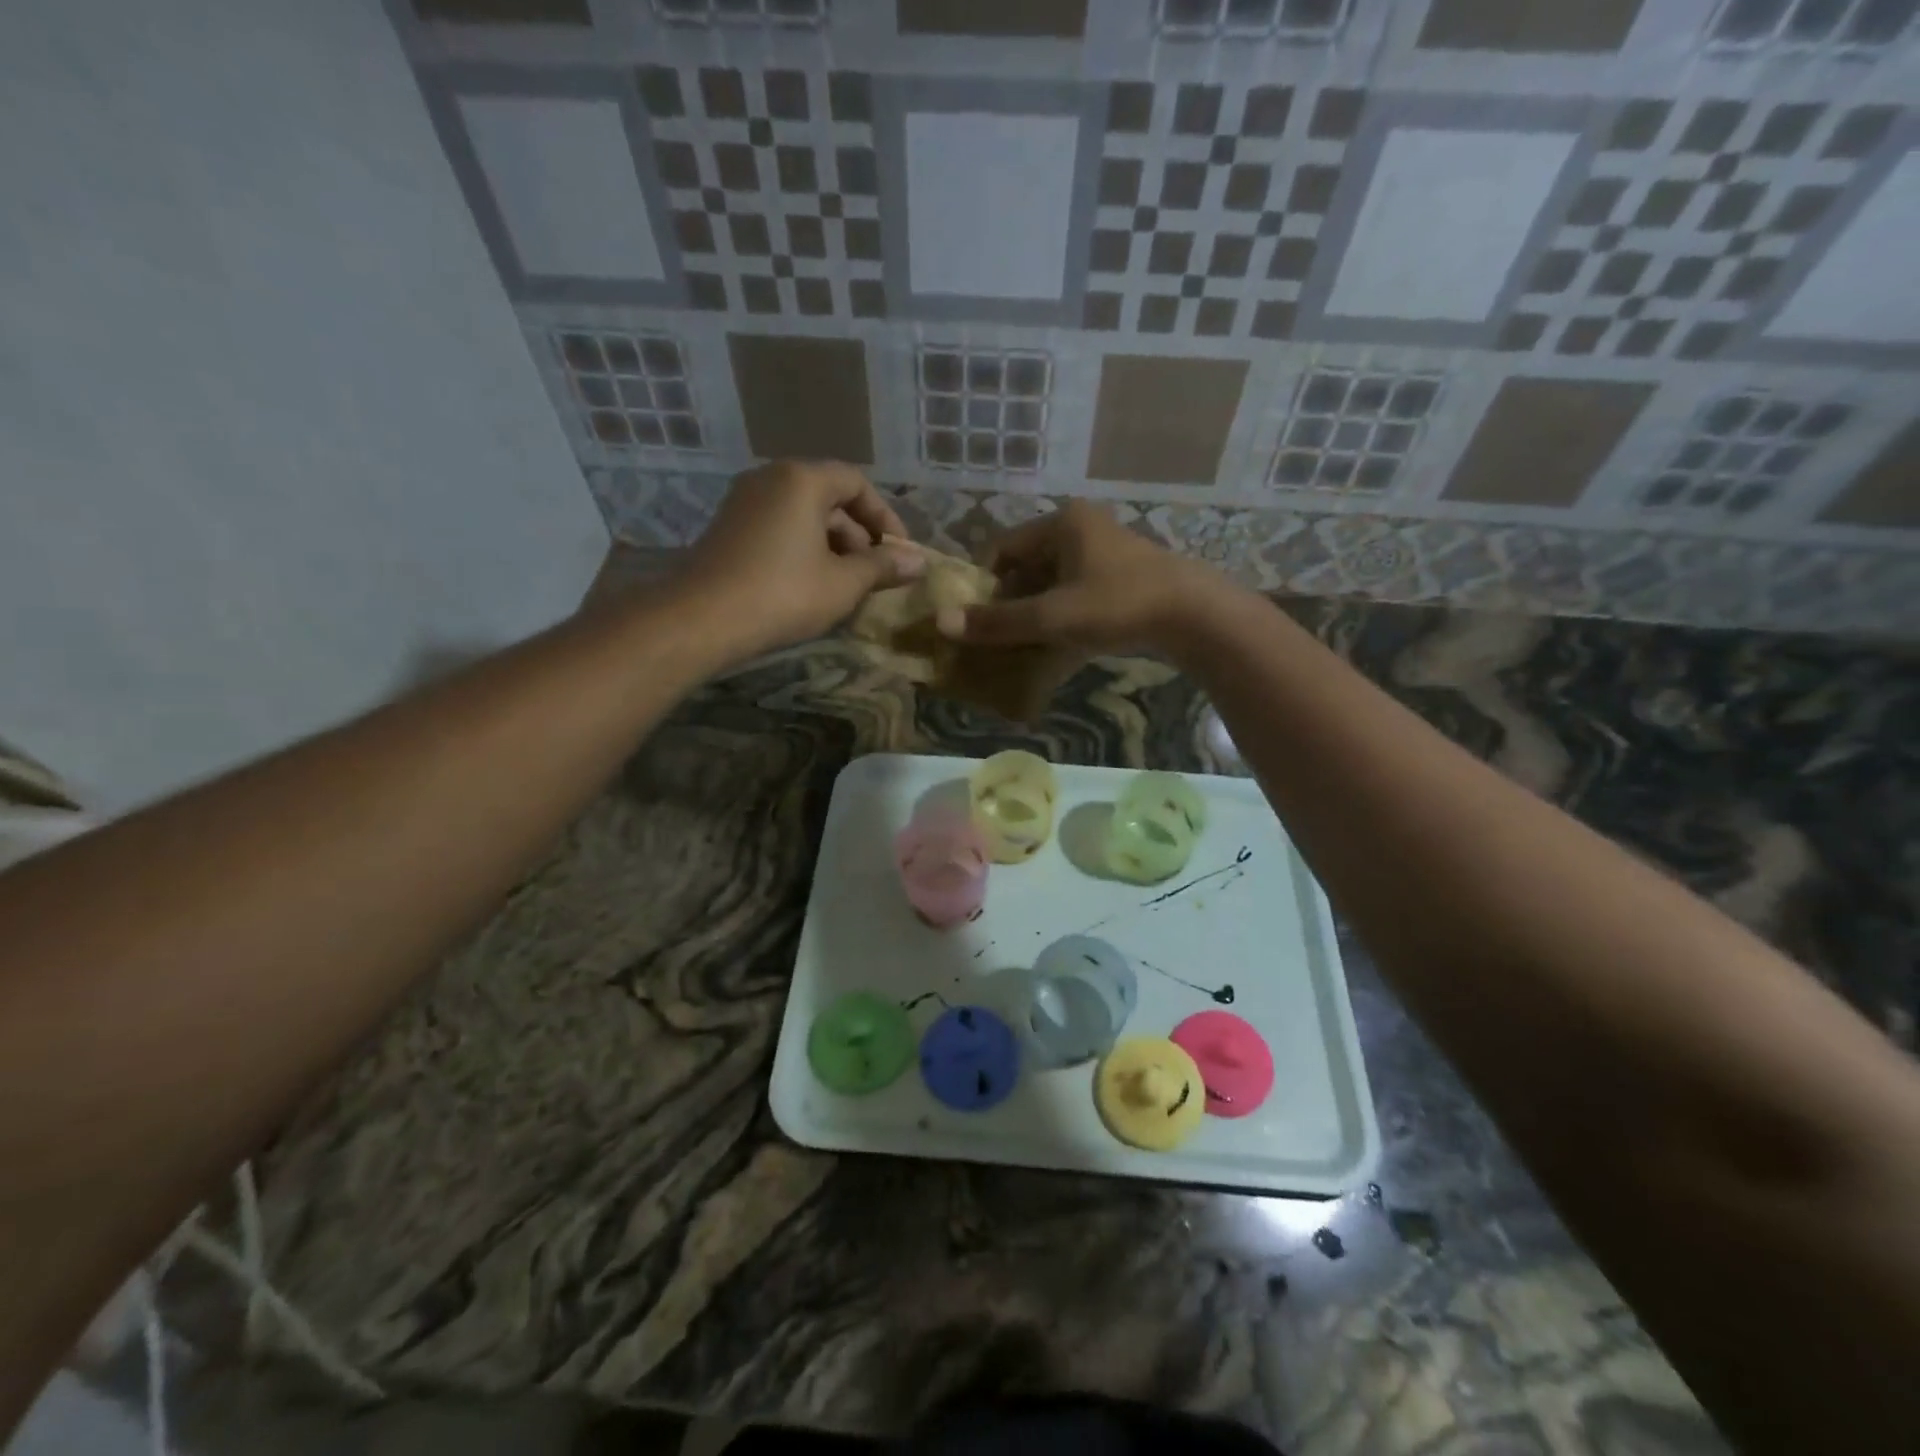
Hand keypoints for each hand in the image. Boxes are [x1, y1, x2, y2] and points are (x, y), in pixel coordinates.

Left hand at [677, 461, 923, 660]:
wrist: (701, 620)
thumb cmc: (784, 594)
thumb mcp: (844, 583)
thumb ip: (883, 567)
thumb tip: (920, 562)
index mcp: (802, 480)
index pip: (856, 483)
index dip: (884, 518)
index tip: (899, 553)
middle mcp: (771, 478)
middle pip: (829, 498)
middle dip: (858, 537)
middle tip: (873, 575)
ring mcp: (744, 502)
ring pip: (803, 516)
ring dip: (832, 547)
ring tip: (845, 587)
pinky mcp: (728, 528)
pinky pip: (779, 529)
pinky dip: (803, 550)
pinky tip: (810, 588)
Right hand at [949, 502, 1236, 655]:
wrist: (1194, 616)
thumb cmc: (1117, 605)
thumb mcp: (1052, 617)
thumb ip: (998, 622)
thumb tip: (943, 623)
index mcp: (1061, 523)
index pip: (1002, 548)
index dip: (983, 584)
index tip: (975, 619)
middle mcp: (1081, 527)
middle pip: (1027, 565)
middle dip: (1009, 601)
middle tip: (998, 636)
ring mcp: (1105, 550)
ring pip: (1052, 580)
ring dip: (1035, 610)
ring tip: (1024, 644)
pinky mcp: (1122, 574)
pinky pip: (1076, 590)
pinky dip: (1061, 613)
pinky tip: (1058, 642)